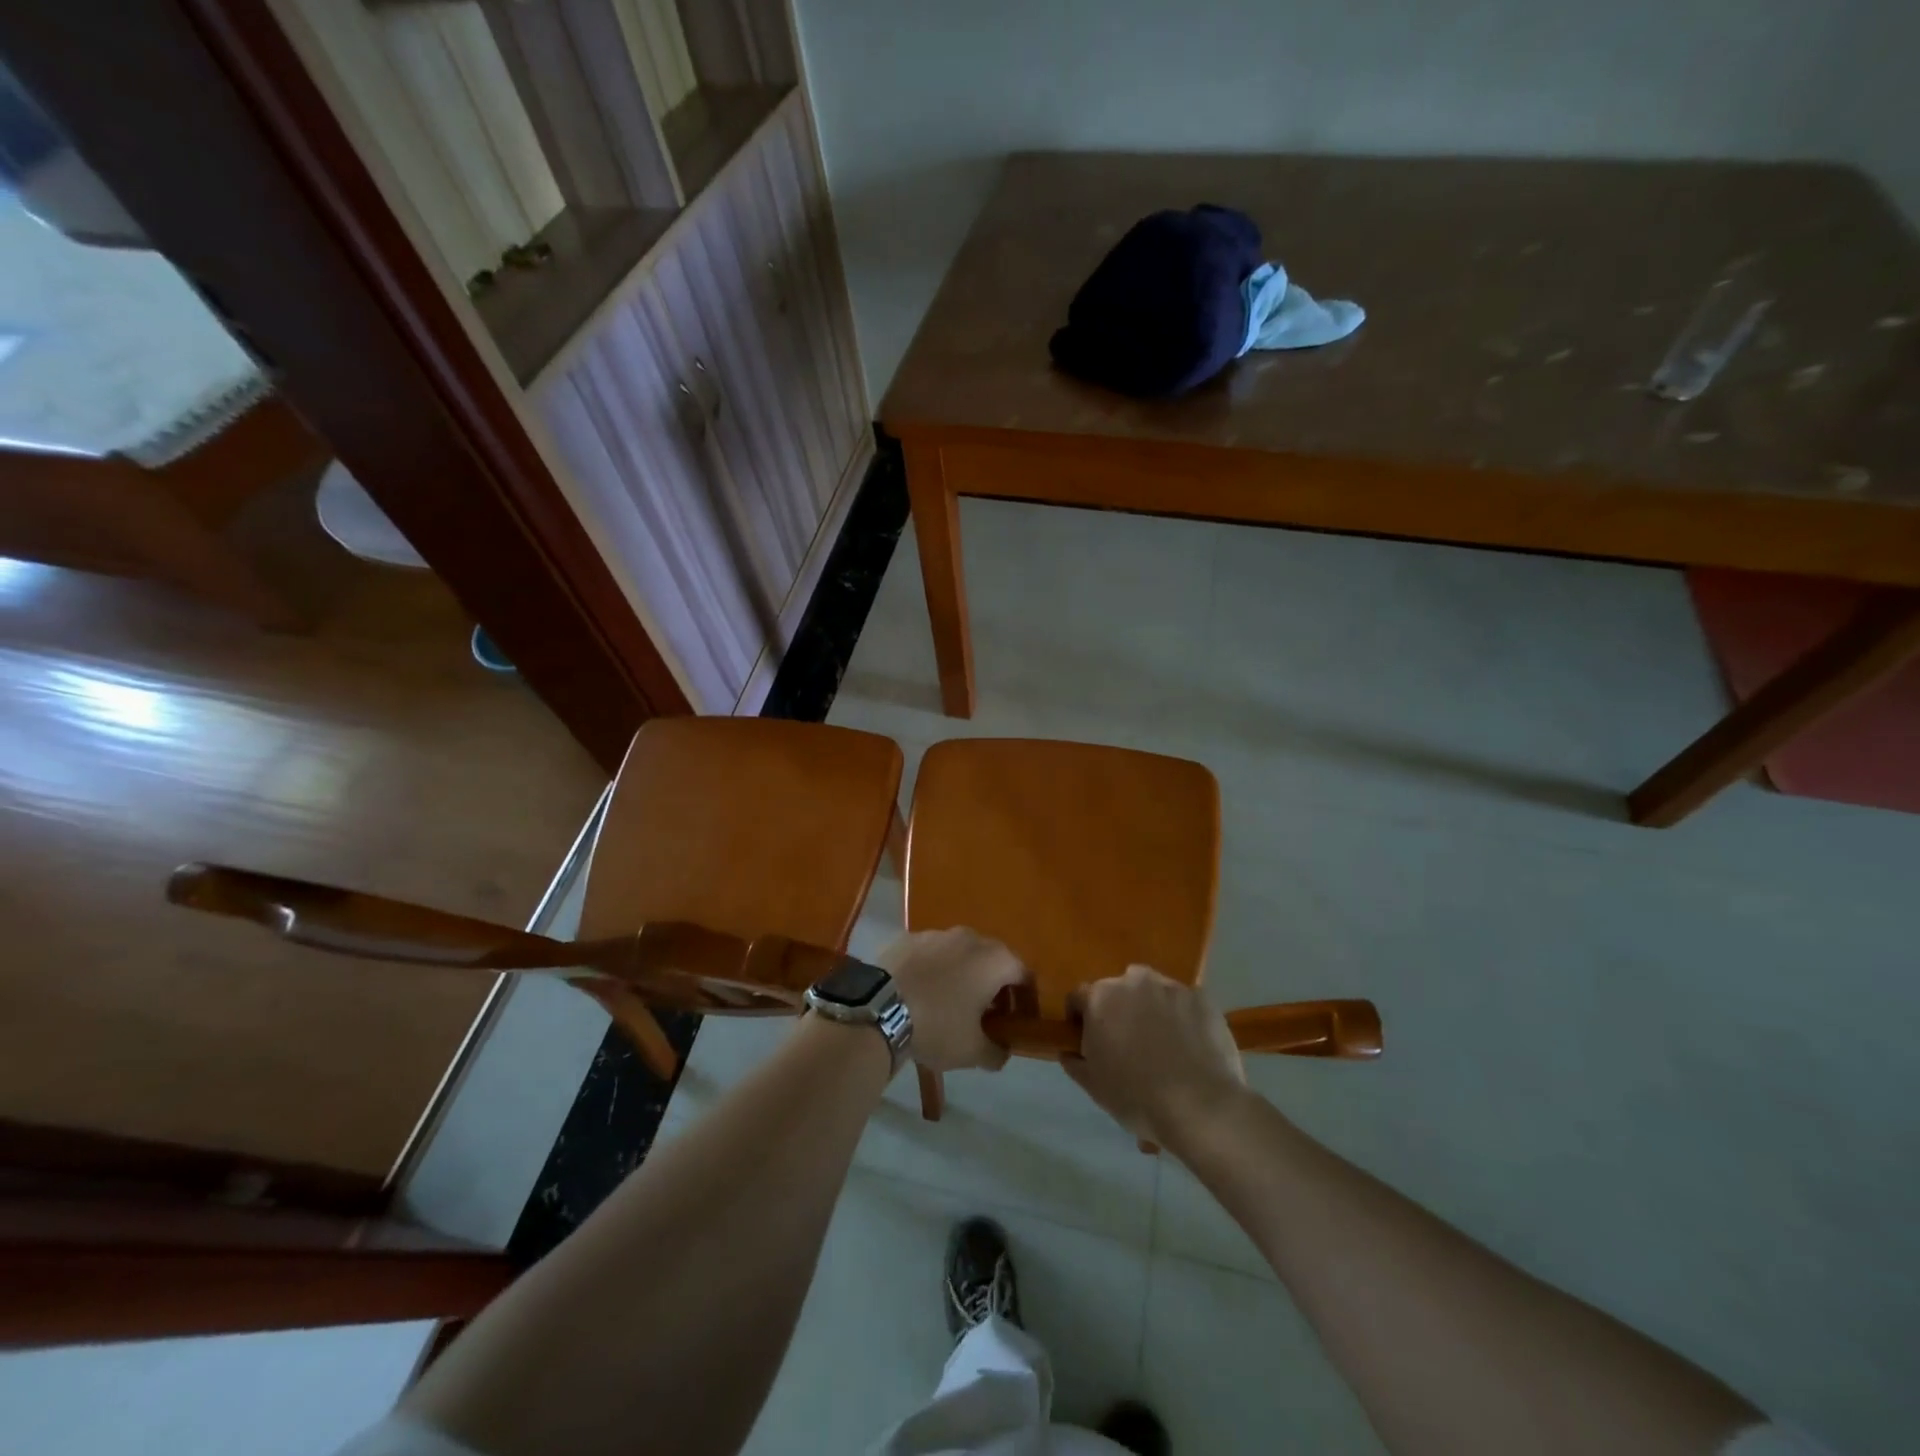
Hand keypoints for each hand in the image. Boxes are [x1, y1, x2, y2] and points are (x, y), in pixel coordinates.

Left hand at [880, 928, 1030, 1072]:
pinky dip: (935, 970)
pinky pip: (933, 954)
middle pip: (993, 960)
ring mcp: (938, 933)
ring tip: (952, 1003)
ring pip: (961, 954)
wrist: (880, 1008)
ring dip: (964, 975)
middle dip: (995, 986)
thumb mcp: (973, 1051)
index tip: (1017, 1022)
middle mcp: (971, 937)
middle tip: (987, 1015)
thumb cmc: (938, 1026)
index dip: (1025, 1000)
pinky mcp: (909, 937)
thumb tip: (1001, 1051)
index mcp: (995, 960)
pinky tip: (923, 993)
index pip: (1024, 976)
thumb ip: (997, 1052)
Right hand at [1062, 965, 1246, 1143]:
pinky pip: (1184, 1003)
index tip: (1087, 1041)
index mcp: (1100, 997)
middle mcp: (1133, 980)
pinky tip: (1190, 1046)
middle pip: (1118, 990)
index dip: (1080, 1019)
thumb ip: (1074, 1061)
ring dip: (1151, 1009)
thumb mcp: (1093, 1086)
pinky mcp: (1202, 998)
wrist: (1200, 1107)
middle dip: (1118, 1011)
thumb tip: (1068, 1050)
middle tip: (1127, 1044)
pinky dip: (1183, 1017)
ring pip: (1153, 992)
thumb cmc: (1137, 1097)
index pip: (1078, 997)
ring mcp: (1171, 986)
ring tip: (1163, 1044)